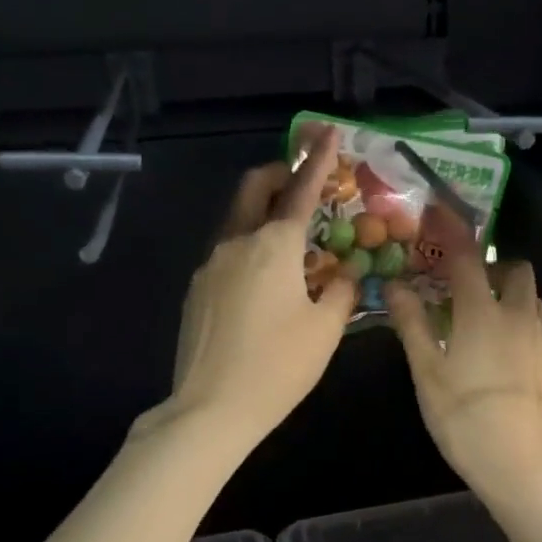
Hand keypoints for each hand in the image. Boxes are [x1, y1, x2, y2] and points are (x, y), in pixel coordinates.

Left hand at [155, 129, 357, 448]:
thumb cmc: (278, 367)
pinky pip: (227, 255)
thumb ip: (340, 291)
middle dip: (279, 174)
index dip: (317, 159)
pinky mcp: (196, 291)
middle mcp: (236, 244)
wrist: (210, 409)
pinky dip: (250, 250)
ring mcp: (209, 266)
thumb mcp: (325, 330)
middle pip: (253, 189)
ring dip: (263, 215)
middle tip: (302, 182)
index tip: (327, 132)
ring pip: (238, 222)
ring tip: (291, 243)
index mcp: (273, 246)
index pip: (300, 190)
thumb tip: (345, 272)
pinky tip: (265, 284)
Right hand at [386, 245, 541, 502]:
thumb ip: (412, 325)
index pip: (466, 258)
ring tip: (490, 326)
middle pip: (516, 270)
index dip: (452, 230)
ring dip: (512, 299)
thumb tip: (394, 285)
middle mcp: (520, 318)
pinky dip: (526, 335)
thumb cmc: (464, 421)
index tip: (439, 212)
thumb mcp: (427, 375)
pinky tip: (512, 366)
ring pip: (534, 302)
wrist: (524, 470)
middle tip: (470, 289)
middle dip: (494, 268)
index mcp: (481, 315)